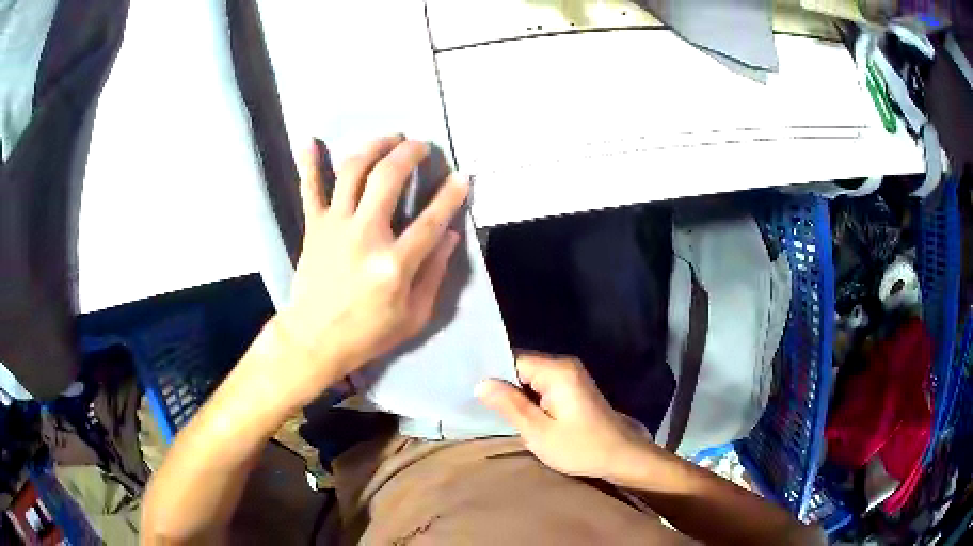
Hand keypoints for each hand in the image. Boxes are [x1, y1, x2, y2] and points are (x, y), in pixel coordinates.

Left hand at [275, 135, 468, 405]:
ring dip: (373, 147)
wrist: (314, 339)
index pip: (431, 220)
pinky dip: (310, 164)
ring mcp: (335, 227)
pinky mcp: (314, 227)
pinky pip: (310, 189)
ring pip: (353, 172)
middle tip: (421, 145)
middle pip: (388, 178)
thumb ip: (434, 274)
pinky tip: (311, 141)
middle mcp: (365, 235)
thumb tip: (450, 236)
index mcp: (394, 264)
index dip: (451, 195)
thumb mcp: (414, 316)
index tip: (462, 176)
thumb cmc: (368, 333)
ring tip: (389, 138)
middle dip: (409, 153)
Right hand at [477, 354, 648, 479]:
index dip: (493, 375)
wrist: (622, 456)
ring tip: (495, 411)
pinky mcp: (575, 388)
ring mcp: (572, 376)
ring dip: (516, 394)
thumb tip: (481, 383)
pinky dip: (530, 398)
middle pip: (522, 367)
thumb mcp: (539, 432)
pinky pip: (543, 385)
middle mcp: (565, 365)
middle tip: (481, 406)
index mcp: (557, 371)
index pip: (513, 360)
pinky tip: (519, 414)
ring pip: (531, 378)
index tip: (473, 393)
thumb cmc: (581, 447)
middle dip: (503, 385)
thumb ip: (510, 405)